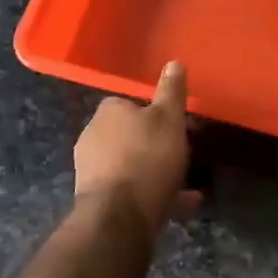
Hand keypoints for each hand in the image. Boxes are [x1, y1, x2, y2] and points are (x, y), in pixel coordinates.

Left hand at [73, 61, 195, 234]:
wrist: (119, 215)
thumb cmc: (147, 157)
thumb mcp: (169, 118)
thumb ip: (172, 91)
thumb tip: (174, 62)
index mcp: (108, 112)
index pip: (129, 104)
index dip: (153, 113)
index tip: (173, 125)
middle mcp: (92, 137)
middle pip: (128, 136)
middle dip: (152, 144)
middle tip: (179, 153)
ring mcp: (91, 171)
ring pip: (130, 165)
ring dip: (154, 171)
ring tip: (186, 184)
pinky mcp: (97, 200)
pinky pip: (131, 191)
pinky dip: (153, 194)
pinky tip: (182, 203)